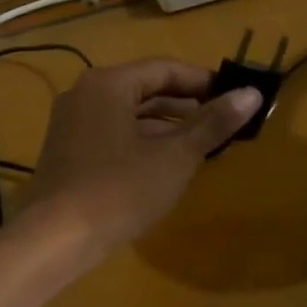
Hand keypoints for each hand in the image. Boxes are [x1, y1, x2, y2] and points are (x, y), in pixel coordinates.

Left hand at [19, 59, 261, 254]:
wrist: (54, 237)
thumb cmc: (118, 190)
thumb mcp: (174, 157)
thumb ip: (212, 124)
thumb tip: (252, 93)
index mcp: (108, 83)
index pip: (164, 69)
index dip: (203, 82)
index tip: (235, 97)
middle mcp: (85, 93)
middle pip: (144, 89)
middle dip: (185, 105)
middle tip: (224, 123)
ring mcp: (71, 121)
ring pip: (128, 113)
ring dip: (165, 126)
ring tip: (203, 144)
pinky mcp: (67, 149)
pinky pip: (112, 131)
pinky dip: (141, 140)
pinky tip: (166, 163)